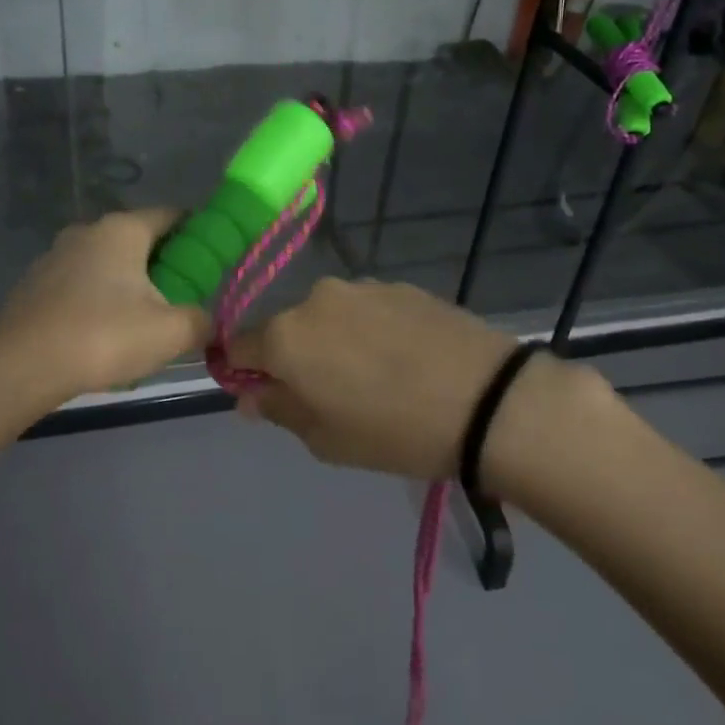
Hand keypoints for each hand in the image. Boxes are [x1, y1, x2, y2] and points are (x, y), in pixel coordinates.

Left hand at [0, 209, 210, 400]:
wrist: (20, 367)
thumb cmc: (103, 337)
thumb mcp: (170, 333)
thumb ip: (200, 322)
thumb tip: (207, 322)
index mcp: (122, 229)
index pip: (171, 215)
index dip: (197, 232)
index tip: (212, 258)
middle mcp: (87, 231)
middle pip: (138, 239)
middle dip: (164, 264)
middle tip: (183, 297)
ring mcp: (55, 256)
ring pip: (107, 263)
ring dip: (128, 284)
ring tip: (143, 323)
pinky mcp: (34, 284)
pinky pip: (80, 284)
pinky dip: (98, 300)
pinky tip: (102, 336)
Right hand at [228, 279, 535, 479]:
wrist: (486, 400)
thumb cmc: (394, 431)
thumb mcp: (325, 440)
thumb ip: (278, 409)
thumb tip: (250, 394)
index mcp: (286, 336)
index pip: (237, 345)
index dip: (245, 371)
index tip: (270, 394)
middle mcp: (315, 299)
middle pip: (287, 328)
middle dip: (297, 357)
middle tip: (333, 394)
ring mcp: (361, 287)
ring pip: (329, 316)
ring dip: (336, 340)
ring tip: (377, 375)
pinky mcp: (400, 285)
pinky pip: (367, 309)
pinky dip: (372, 330)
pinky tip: (404, 358)